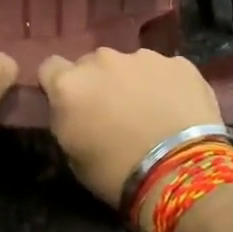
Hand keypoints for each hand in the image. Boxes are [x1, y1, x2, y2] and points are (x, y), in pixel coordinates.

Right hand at [38, 47, 222, 217]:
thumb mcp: (73, 156)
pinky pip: (165, 71)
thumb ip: (68, 121)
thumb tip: (75, 112)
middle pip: (92, 64)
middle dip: (99, 83)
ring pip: (130, 65)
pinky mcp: (180, 63)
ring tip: (151, 113)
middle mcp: (103, 60)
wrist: (182, 172)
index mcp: (70, 84)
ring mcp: (144, 57)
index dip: (58, 84)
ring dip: (133, 82)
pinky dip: (166, 86)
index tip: (70, 103)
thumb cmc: (117, 174)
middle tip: (113, 112)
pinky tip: (177, 111)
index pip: (50, 67)